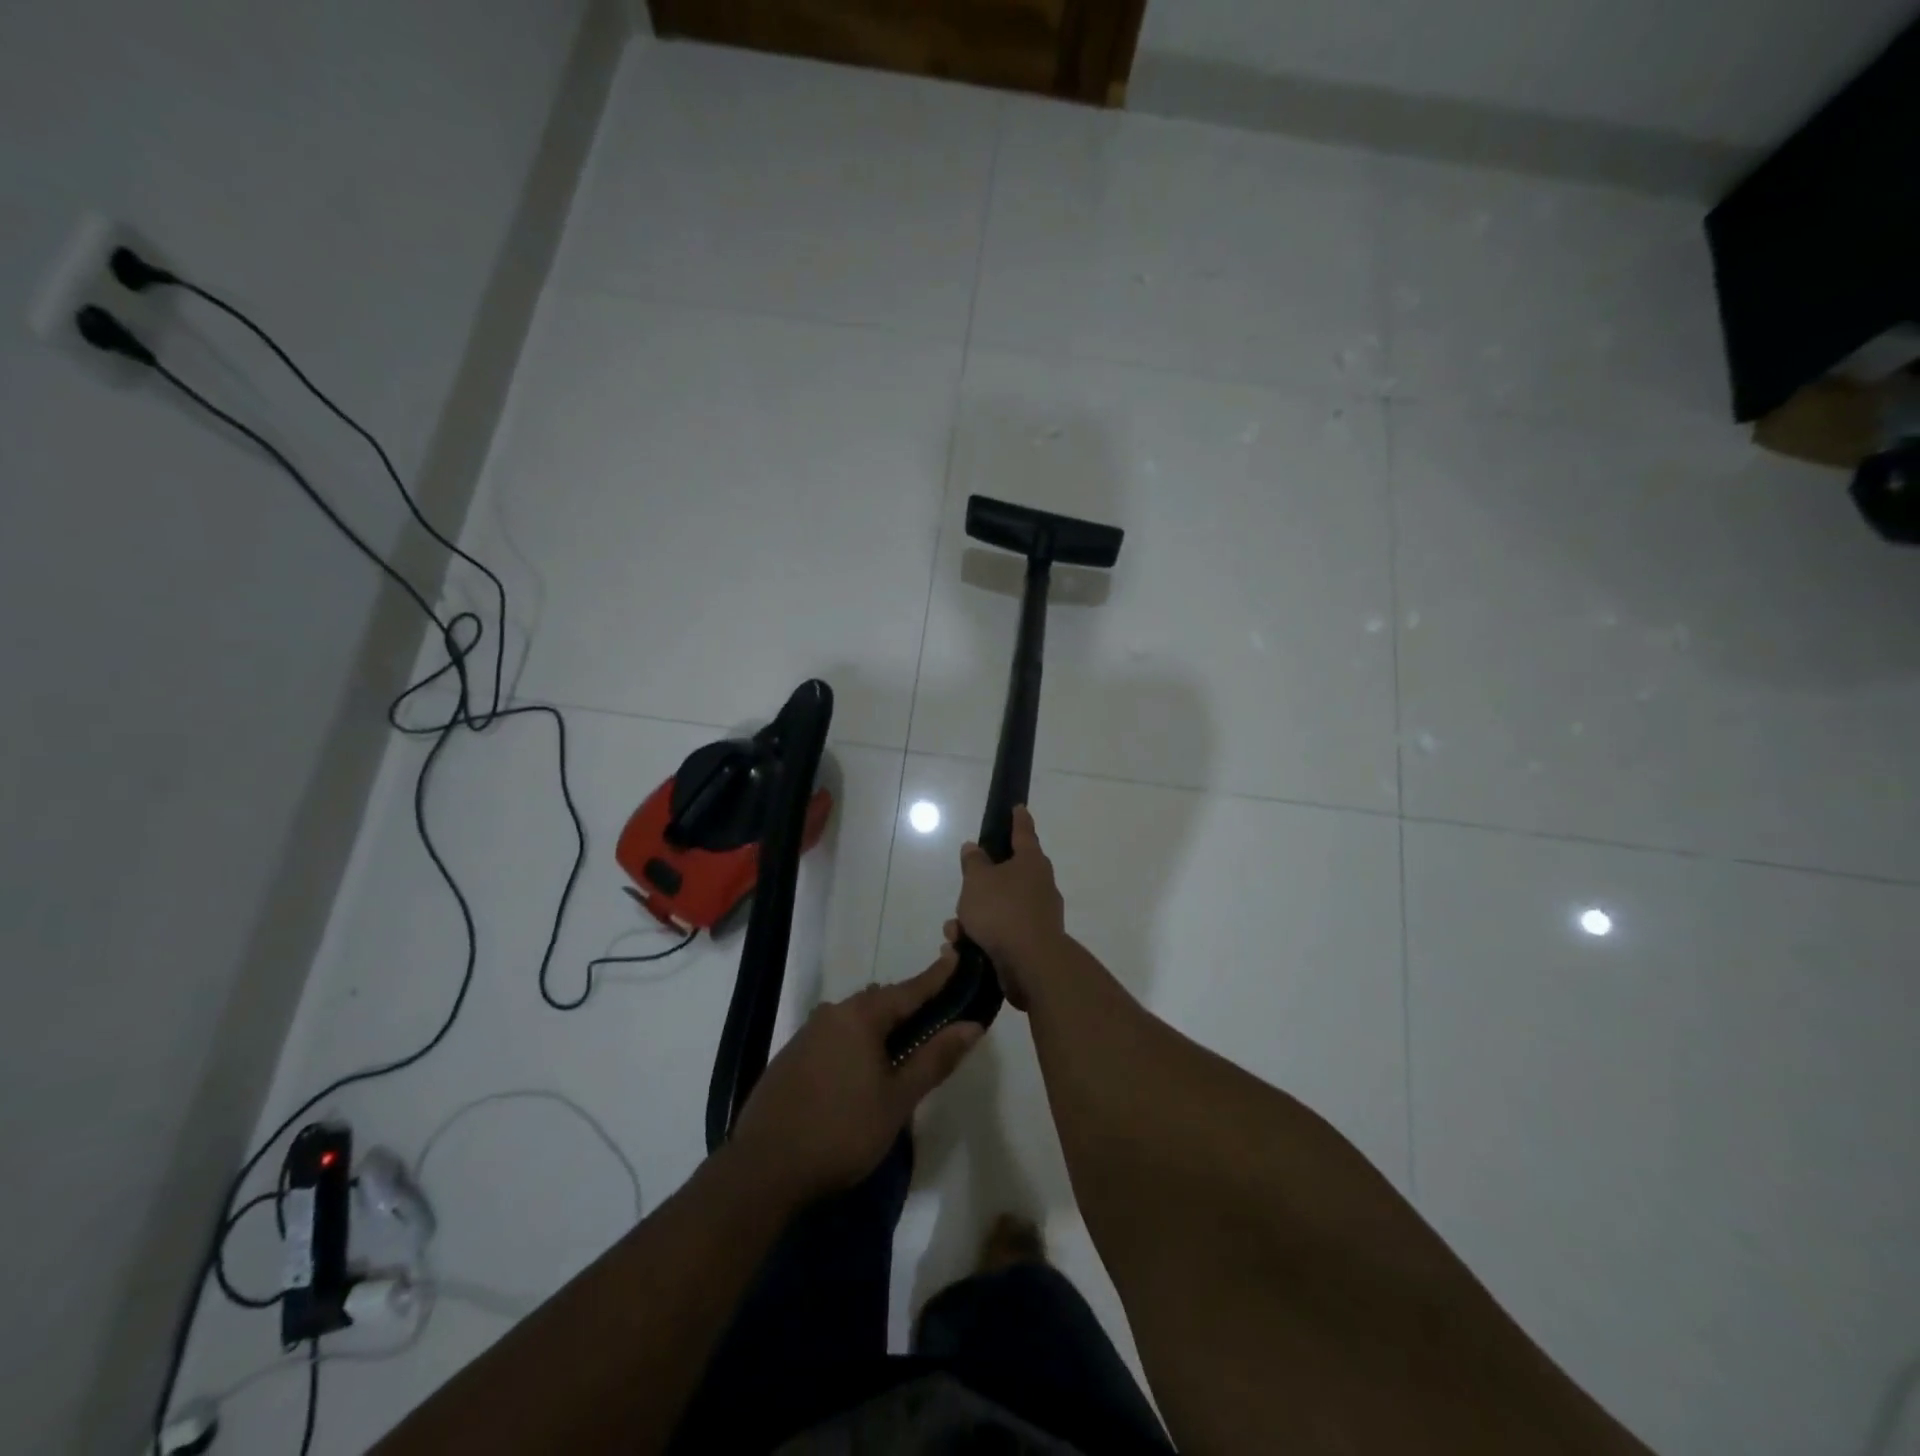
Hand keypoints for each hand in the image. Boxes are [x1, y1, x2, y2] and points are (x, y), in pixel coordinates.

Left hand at [731, 954, 981, 1201]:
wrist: (763, 1169)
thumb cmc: (841, 1131)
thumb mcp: (897, 1099)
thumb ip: (934, 1059)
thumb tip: (972, 1025)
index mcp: (861, 1016)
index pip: (909, 989)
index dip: (936, 976)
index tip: (955, 955)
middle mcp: (833, 1013)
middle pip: (881, 1001)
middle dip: (908, 1005)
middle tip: (936, 1018)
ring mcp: (807, 1034)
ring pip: (855, 1019)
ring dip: (880, 1027)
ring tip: (902, 1047)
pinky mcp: (791, 1056)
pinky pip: (835, 1036)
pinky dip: (856, 1042)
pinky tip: (861, 1069)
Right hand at [955, 805, 1066, 1010]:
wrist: (1031, 964)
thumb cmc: (1002, 911)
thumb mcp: (977, 881)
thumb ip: (974, 862)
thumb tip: (974, 847)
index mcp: (1031, 862)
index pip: (1023, 833)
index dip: (1018, 819)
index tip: (1018, 807)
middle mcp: (1039, 885)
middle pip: (1007, 875)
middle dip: (980, 886)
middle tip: (964, 892)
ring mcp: (1038, 915)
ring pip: (999, 908)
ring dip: (974, 918)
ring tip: (953, 932)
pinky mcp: (1031, 943)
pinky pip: (1001, 933)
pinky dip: (981, 937)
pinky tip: (961, 949)